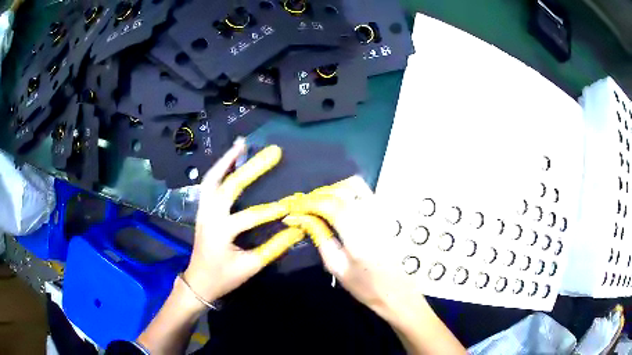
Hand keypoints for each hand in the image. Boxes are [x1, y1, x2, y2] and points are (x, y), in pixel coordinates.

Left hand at [183, 140, 299, 302]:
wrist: (198, 281)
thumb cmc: (224, 277)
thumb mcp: (251, 266)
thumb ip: (274, 247)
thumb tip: (297, 230)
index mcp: (220, 232)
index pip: (248, 217)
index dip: (272, 211)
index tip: (292, 204)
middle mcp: (209, 216)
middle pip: (228, 186)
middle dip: (251, 168)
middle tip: (273, 152)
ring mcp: (203, 210)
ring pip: (212, 179)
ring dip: (227, 160)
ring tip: (242, 144)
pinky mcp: (203, 209)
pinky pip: (209, 184)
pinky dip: (219, 169)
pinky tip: (230, 160)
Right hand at [290, 177, 424, 321]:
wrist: (397, 290)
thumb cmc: (365, 285)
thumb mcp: (337, 267)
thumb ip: (321, 238)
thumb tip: (301, 219)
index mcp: (358, 234)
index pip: (329, 205)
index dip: (308, 204)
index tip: (292, 209)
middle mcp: (371, 217)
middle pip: (340, 191)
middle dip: (317, 195)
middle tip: (302, 207)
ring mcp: (381, 212)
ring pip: (354, 185)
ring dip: (332, 189)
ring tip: (318, 203)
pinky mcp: (385, 212)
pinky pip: (364, 190)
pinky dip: (346, 190)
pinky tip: (337, 202)